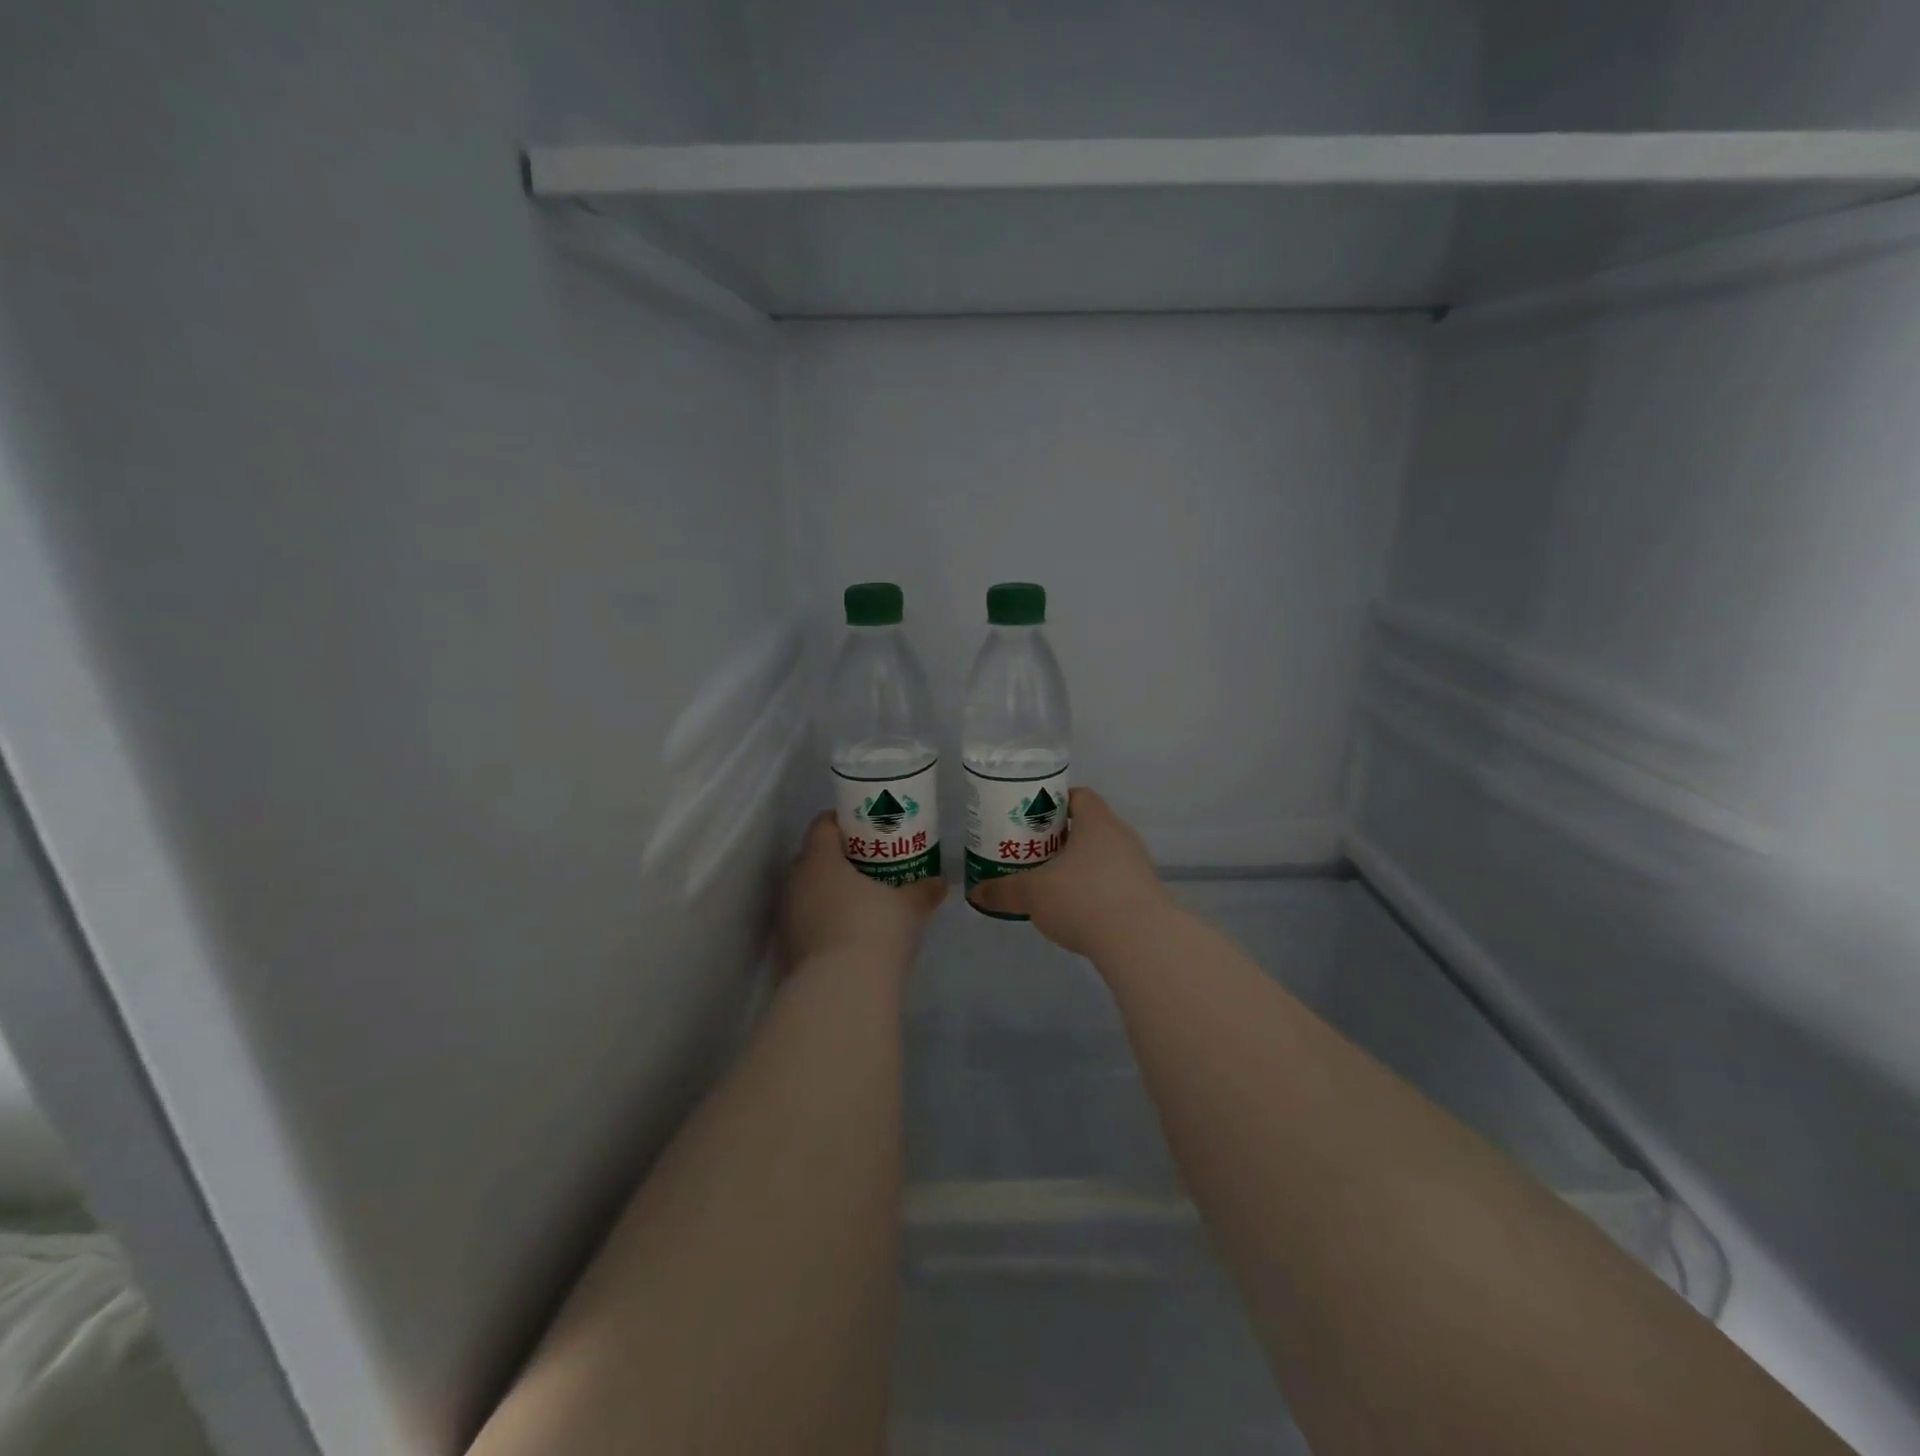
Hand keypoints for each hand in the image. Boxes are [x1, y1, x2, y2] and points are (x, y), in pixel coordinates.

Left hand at [781, 812, 945, 971]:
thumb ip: (922, 890)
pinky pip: (808, 920)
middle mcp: (796, 881)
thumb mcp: (908, 907)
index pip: (823, 824)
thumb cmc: (874, 930)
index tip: (867, 828)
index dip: (844, 822)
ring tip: (862, 899)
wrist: (840, 992)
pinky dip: (825, 920)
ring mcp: (788, 916)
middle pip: (814, 857)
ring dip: (830, 891)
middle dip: (839, 858)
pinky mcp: (789, 947)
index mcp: (820, 859)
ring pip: (808, 891)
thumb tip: (940, 882)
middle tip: (870, 864)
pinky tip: (850, 933)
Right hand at [967, 788, 1172, 956]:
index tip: (1034, 816)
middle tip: (1036, 851)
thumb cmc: (1082, 899)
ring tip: (1055, 883)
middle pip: (1092, 826)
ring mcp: (1139, 866)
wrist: (1140, 941)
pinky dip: (1098, 889)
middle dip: (1065, 837)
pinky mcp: (1147, 895)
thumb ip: (1004, 890)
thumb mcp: (1033, 893)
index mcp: (1097, 822)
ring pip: (1105, 856)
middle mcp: (1122, 836)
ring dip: (1083, 865)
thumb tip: (976, 893)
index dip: (1056, 802)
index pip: (1080, 796)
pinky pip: (1117, 882)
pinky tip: (1080, 910)